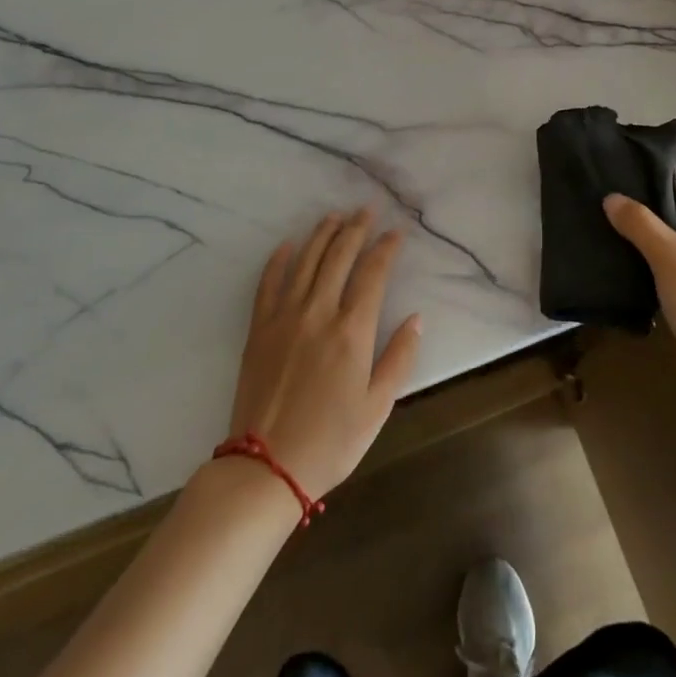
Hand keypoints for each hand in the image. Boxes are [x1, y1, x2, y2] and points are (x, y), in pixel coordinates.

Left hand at [228, 208, 422, 500]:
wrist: (266, 467)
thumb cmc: (330, 442)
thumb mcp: (378, 407)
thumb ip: (399, 358)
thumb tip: (417, 318)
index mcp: (352, 331)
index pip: (373, 274)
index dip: (386, 248)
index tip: (396, 232)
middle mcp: (319, 313)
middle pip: (339, 257)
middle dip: (356, 229)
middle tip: (366, 209)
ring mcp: (285, 317)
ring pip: (306, 261)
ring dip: (322, 235)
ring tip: (335, 216)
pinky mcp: (259, 329)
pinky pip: (268, 283)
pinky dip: (279, 260)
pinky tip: (288, 244)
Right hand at [604, 182, 675, 391]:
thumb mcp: (669, 257)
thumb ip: (640, 224)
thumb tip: (612, 198)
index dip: (673, 191)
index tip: (640, 189)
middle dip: (665, 223)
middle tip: (628, 218)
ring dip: (667, 251)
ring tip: (629, 246)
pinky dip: (673, 277)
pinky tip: (645, 280)